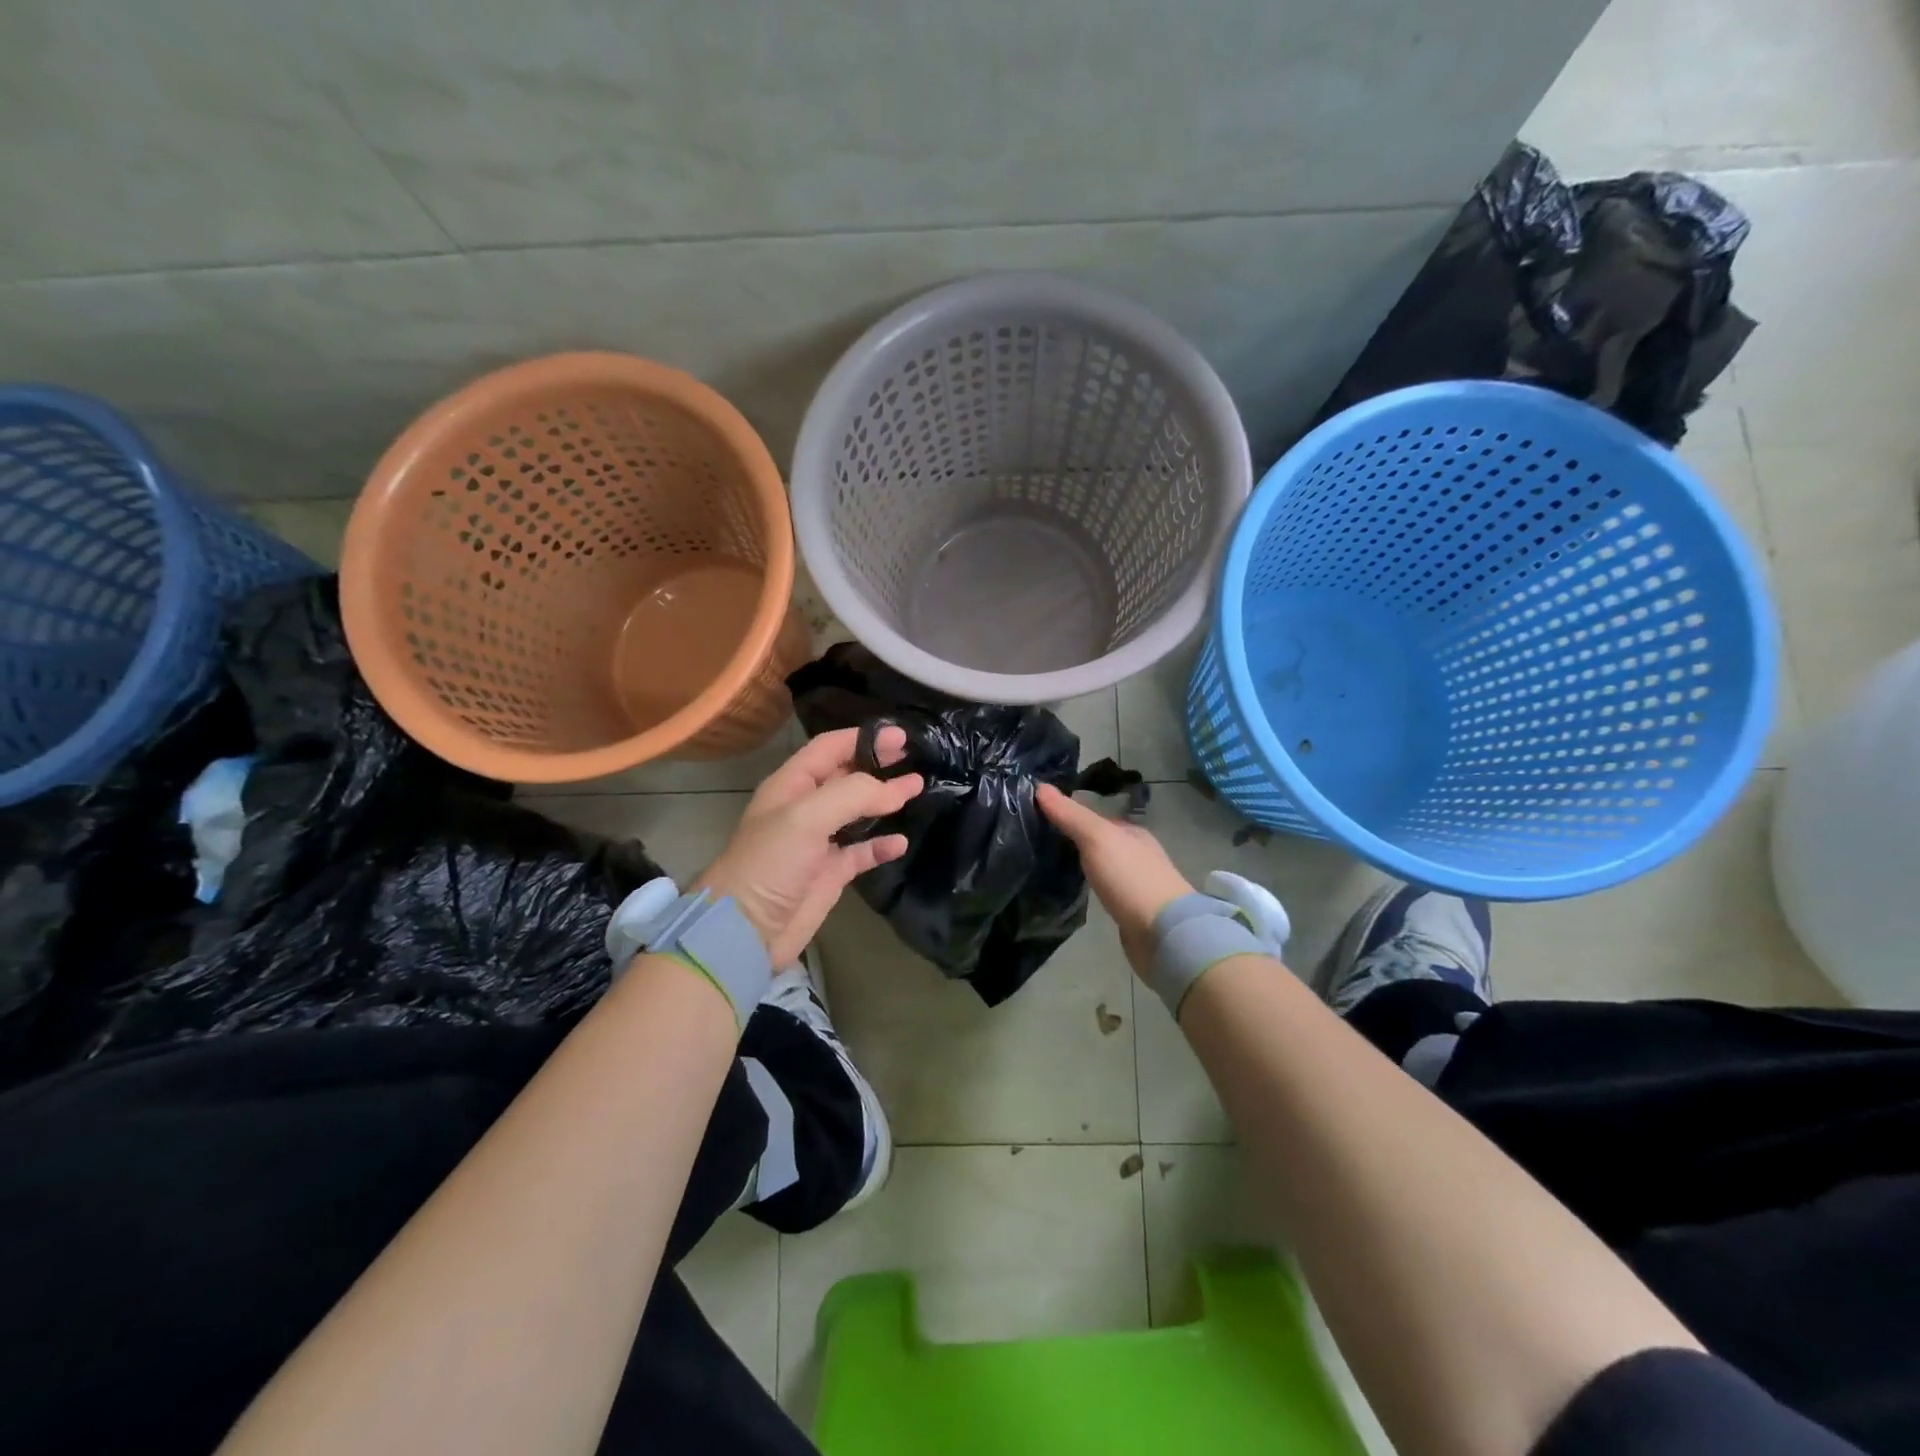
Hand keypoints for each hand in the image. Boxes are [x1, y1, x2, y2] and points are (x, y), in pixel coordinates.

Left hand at [694, 727, 923, 966]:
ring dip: (885, 800)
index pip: (829, 748)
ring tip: (917, 788)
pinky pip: (862, 852)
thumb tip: (895, 791)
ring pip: (858, 812)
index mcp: (791, 785)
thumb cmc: (770, 863)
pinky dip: (881, 845)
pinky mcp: (830, 873)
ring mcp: (818, 842)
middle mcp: (805, 808)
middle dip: (877, 763)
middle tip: (913, 755)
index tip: (901, 737)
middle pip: (846, 775)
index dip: (863, 738)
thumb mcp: (805, 817)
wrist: (746, 930)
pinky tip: (901, 842)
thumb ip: (852, 794)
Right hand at [1036, 783, 1194, 977]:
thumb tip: (1040, 786)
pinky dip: (1089, 887)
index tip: (1036, 817)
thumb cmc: (1131, 878)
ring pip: (1100, 866)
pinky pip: (1103, 891)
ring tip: (1047, 866)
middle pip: (1098, 841)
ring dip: (1080, 865)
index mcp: (1131, 832)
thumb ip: (1070, 815)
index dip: (1067, 815)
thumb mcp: (1097, 838)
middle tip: (1035, 843)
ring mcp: (1134, 883)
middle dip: (1072, 841)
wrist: (1163, 933)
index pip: (1093, 817)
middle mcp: (1135, 854)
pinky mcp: (1130, 910)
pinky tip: (1072, 891)